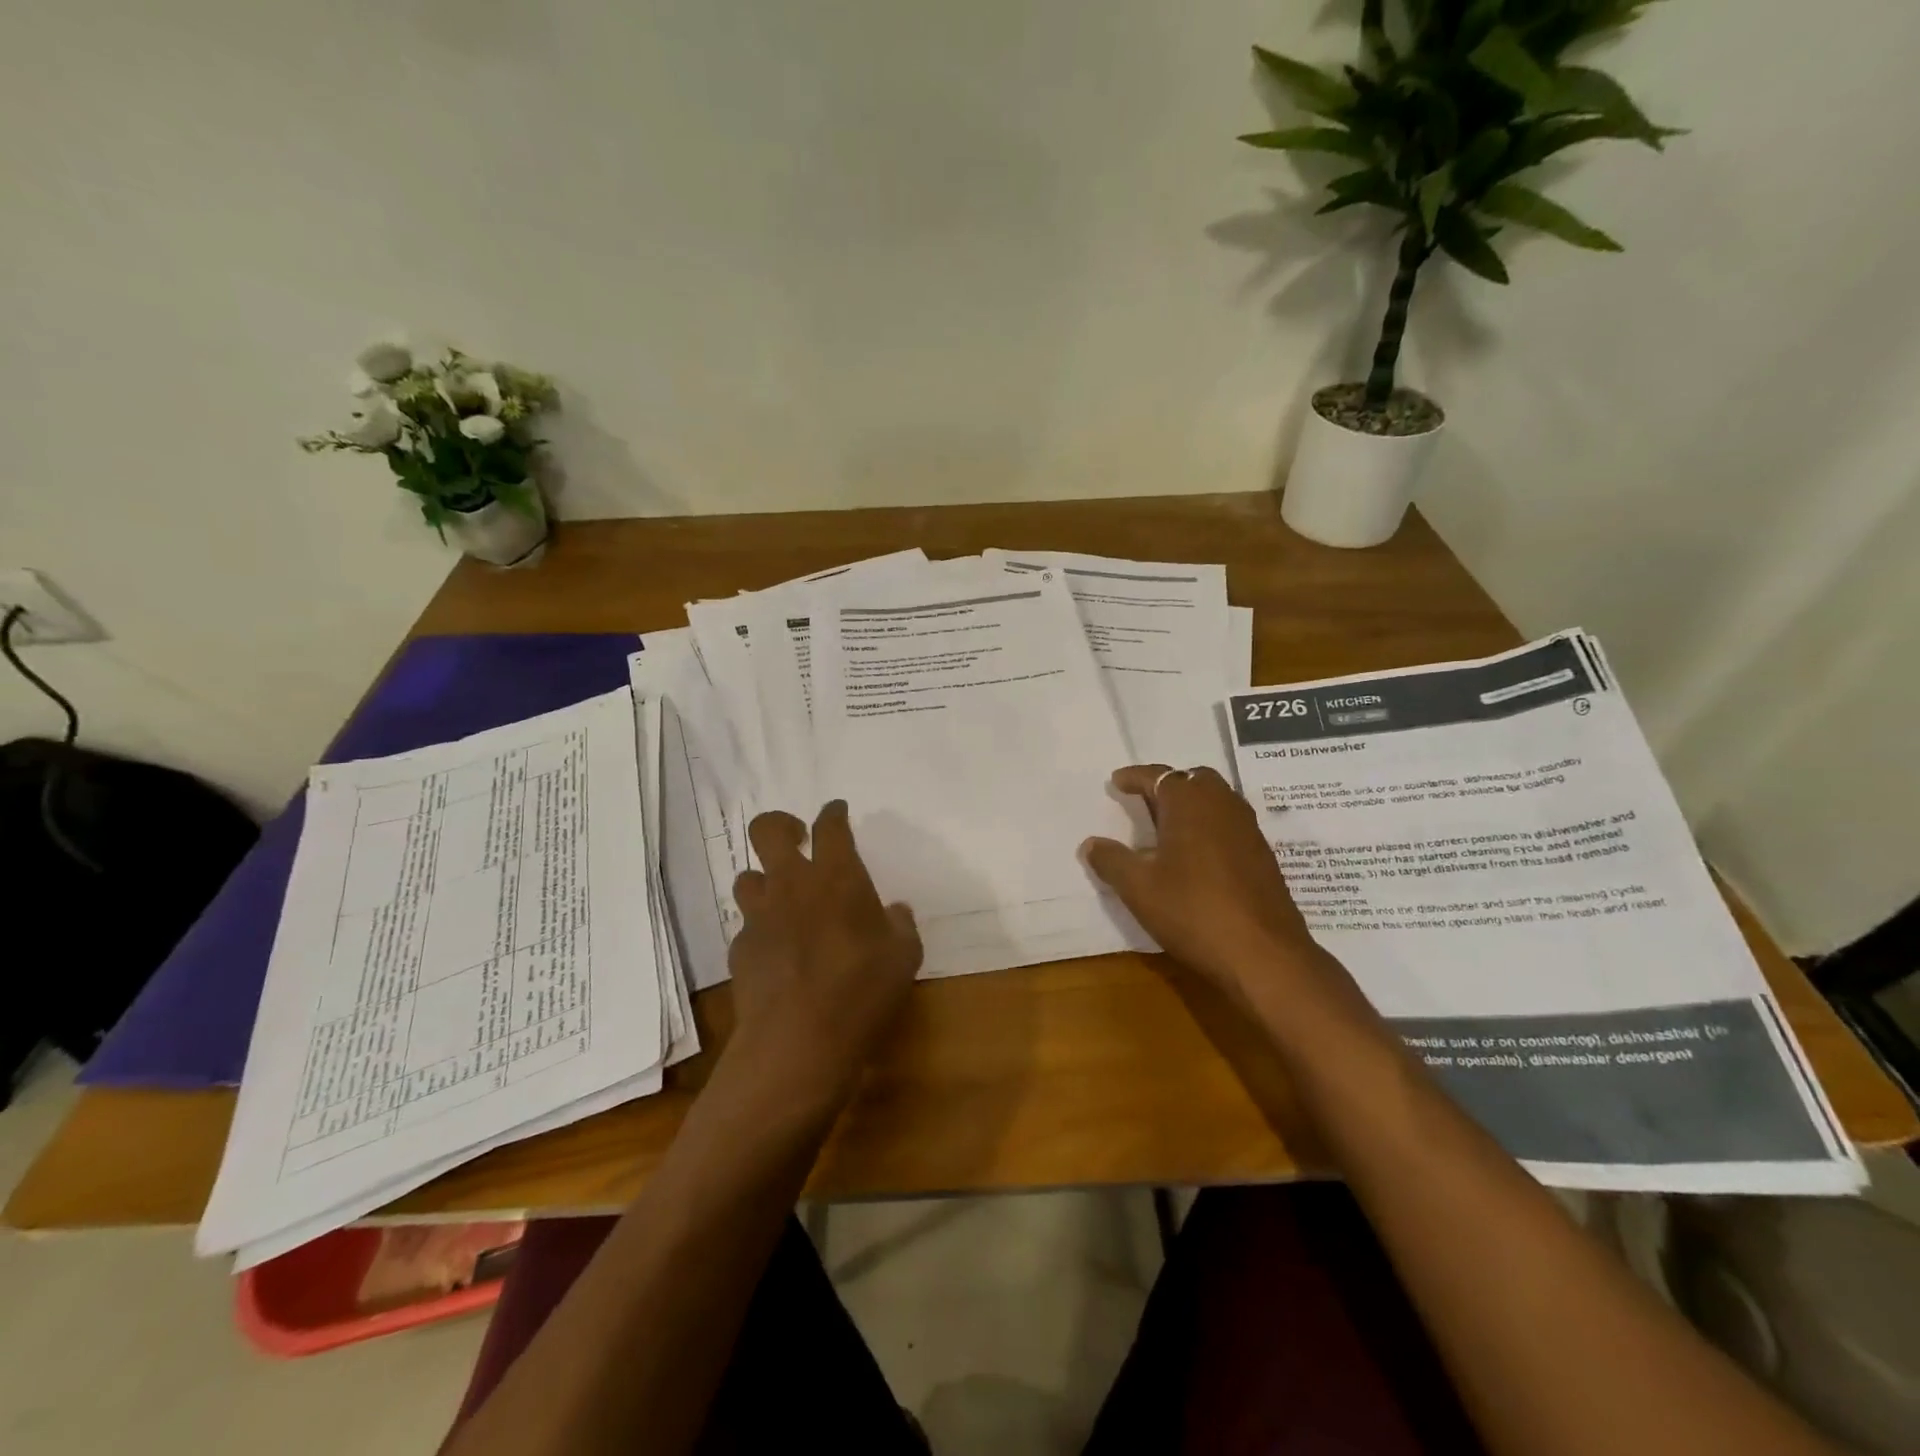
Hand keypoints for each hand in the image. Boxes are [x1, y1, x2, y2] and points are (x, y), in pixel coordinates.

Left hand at [726, 801, 923, 1106]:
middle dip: (781, 825)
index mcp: (837, 876)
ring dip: (764, 881)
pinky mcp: (740, 950)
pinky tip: (777, 952)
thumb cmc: (861, 990)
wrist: (797, 1041)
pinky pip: (746, 926)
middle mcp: (792, 884)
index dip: (833, 813)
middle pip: (767, 830)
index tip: (837, 812)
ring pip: (746, 877)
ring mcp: (759, 916)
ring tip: (783, 900)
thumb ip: (900, 926)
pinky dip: (761, 929)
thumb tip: (895, 911)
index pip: (830, 826)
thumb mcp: (903, 957)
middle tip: (797, 840)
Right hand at [1082, 764, 1330, 999]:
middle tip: (1145, 803)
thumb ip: (1112, 861)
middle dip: (1168, 786)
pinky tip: (1196, 857)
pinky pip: (1230, 825)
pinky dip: (1209, 828)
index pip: (1158, 776)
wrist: (1264, 955)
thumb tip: (1091, 844)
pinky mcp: (1263, 856)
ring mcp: (1248, 830)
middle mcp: (1223, 805)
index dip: (1134, 778)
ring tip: (1168, 829)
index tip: (1116, 782)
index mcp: (1190, 802)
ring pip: (1216, 801)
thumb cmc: (1193, 911)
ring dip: (1192, 806)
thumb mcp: (1138, 888)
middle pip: (1193, 780)